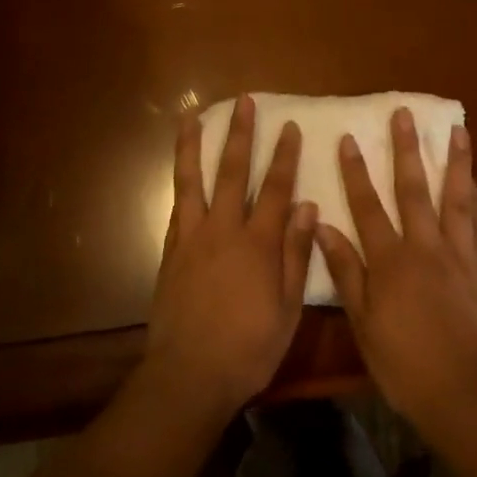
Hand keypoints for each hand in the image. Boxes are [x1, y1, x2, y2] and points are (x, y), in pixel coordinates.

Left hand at [145, 95, 315, 416]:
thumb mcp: (287, 308)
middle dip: (240, 134)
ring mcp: (192, 238)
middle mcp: (223, 230)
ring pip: (192, 180)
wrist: (190, 374)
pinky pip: (176, 208)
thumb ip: (296, 254)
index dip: (284, 156)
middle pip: (232, 172)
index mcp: (258, 244)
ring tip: (191, 115)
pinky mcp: (170, 252)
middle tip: (244, 102)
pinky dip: (180, 183)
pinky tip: (181, 169)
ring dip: (193, 145)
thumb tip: (307, 205)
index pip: (276, 188)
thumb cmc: (249, 347)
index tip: (290, 126)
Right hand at [317, 109, 476, 423]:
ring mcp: (460, 255)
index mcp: (390, 260)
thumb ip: (345, 271)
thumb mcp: (362, 321)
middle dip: (407, 150)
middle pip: (414, 189)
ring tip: (458, 131)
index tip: (349, 138)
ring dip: (456, 162)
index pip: (367, 206)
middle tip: (406, 114)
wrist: (463, 393)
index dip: (355, 171)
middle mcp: (426, 247)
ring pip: (457, 199)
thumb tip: (322, 226)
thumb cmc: (403, 363)